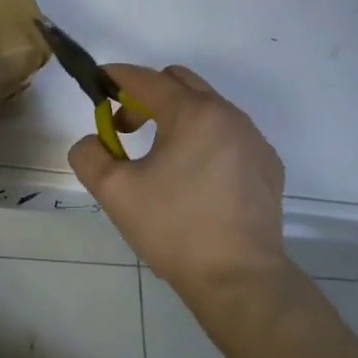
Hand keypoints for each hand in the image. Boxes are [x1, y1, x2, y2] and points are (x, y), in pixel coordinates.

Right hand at [68, 65, 285, 298]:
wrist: (239, 280)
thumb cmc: (174, 229)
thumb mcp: (115, 192)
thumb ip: (89, 154)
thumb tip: (94, 141)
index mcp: (192, 113)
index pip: (146, 79)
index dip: (117, 77)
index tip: (98, 84)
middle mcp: (228, 115)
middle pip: (180, 83)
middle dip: (147, 95)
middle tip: (125, 128)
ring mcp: (253, 139)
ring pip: (207, 108)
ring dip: (177, 118)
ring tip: (159, 158)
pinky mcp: (268, 165)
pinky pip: (229, 135)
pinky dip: (205, 140)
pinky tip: (195, 178)